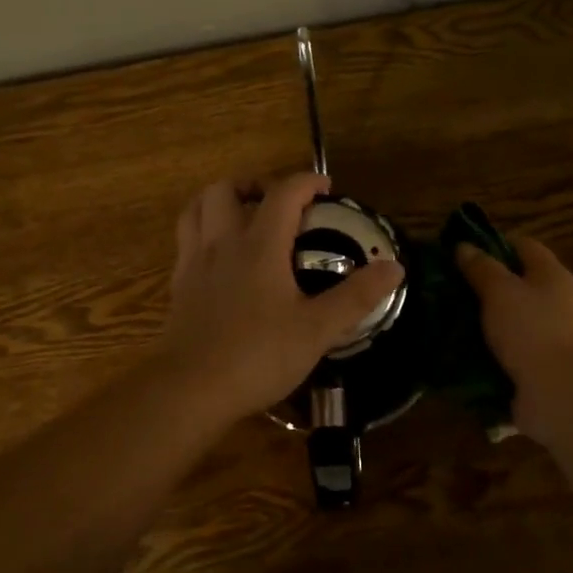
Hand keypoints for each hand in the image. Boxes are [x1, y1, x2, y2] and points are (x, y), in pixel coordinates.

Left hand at [154, 174, 404, 422]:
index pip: (283, 194)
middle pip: (226, 189)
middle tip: (276, 202)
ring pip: (196, 208)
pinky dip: (202, 231)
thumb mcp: (317, 330)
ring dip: (219, 201)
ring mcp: (194, 262)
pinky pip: (185, 239)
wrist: (190, 389)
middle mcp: (222, 242)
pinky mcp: (177, 285)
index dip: (306, 182)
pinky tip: (218, 255)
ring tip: (241, 215)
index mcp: (259, 245)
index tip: (326, 188)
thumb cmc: (257, 356)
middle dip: (253, 184)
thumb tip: (395, 267)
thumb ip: (356, 296)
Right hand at [455, 236, 572, 440]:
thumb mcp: (499, 291)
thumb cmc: (531, 330)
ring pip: (511, 317)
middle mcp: (557, 301)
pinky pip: (510, 349)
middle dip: (484, 284)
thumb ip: (481, 267)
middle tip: (449, 286)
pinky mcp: (542, 365)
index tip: (461, 250)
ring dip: (484, 319)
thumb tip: (464, 246)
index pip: (523, 245)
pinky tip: (462, 351)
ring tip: (448, 319)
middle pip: (518, 282)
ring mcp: (551, 335)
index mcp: (552, 275)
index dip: (493, 243)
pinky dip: (489, 349)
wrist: (560, 394)